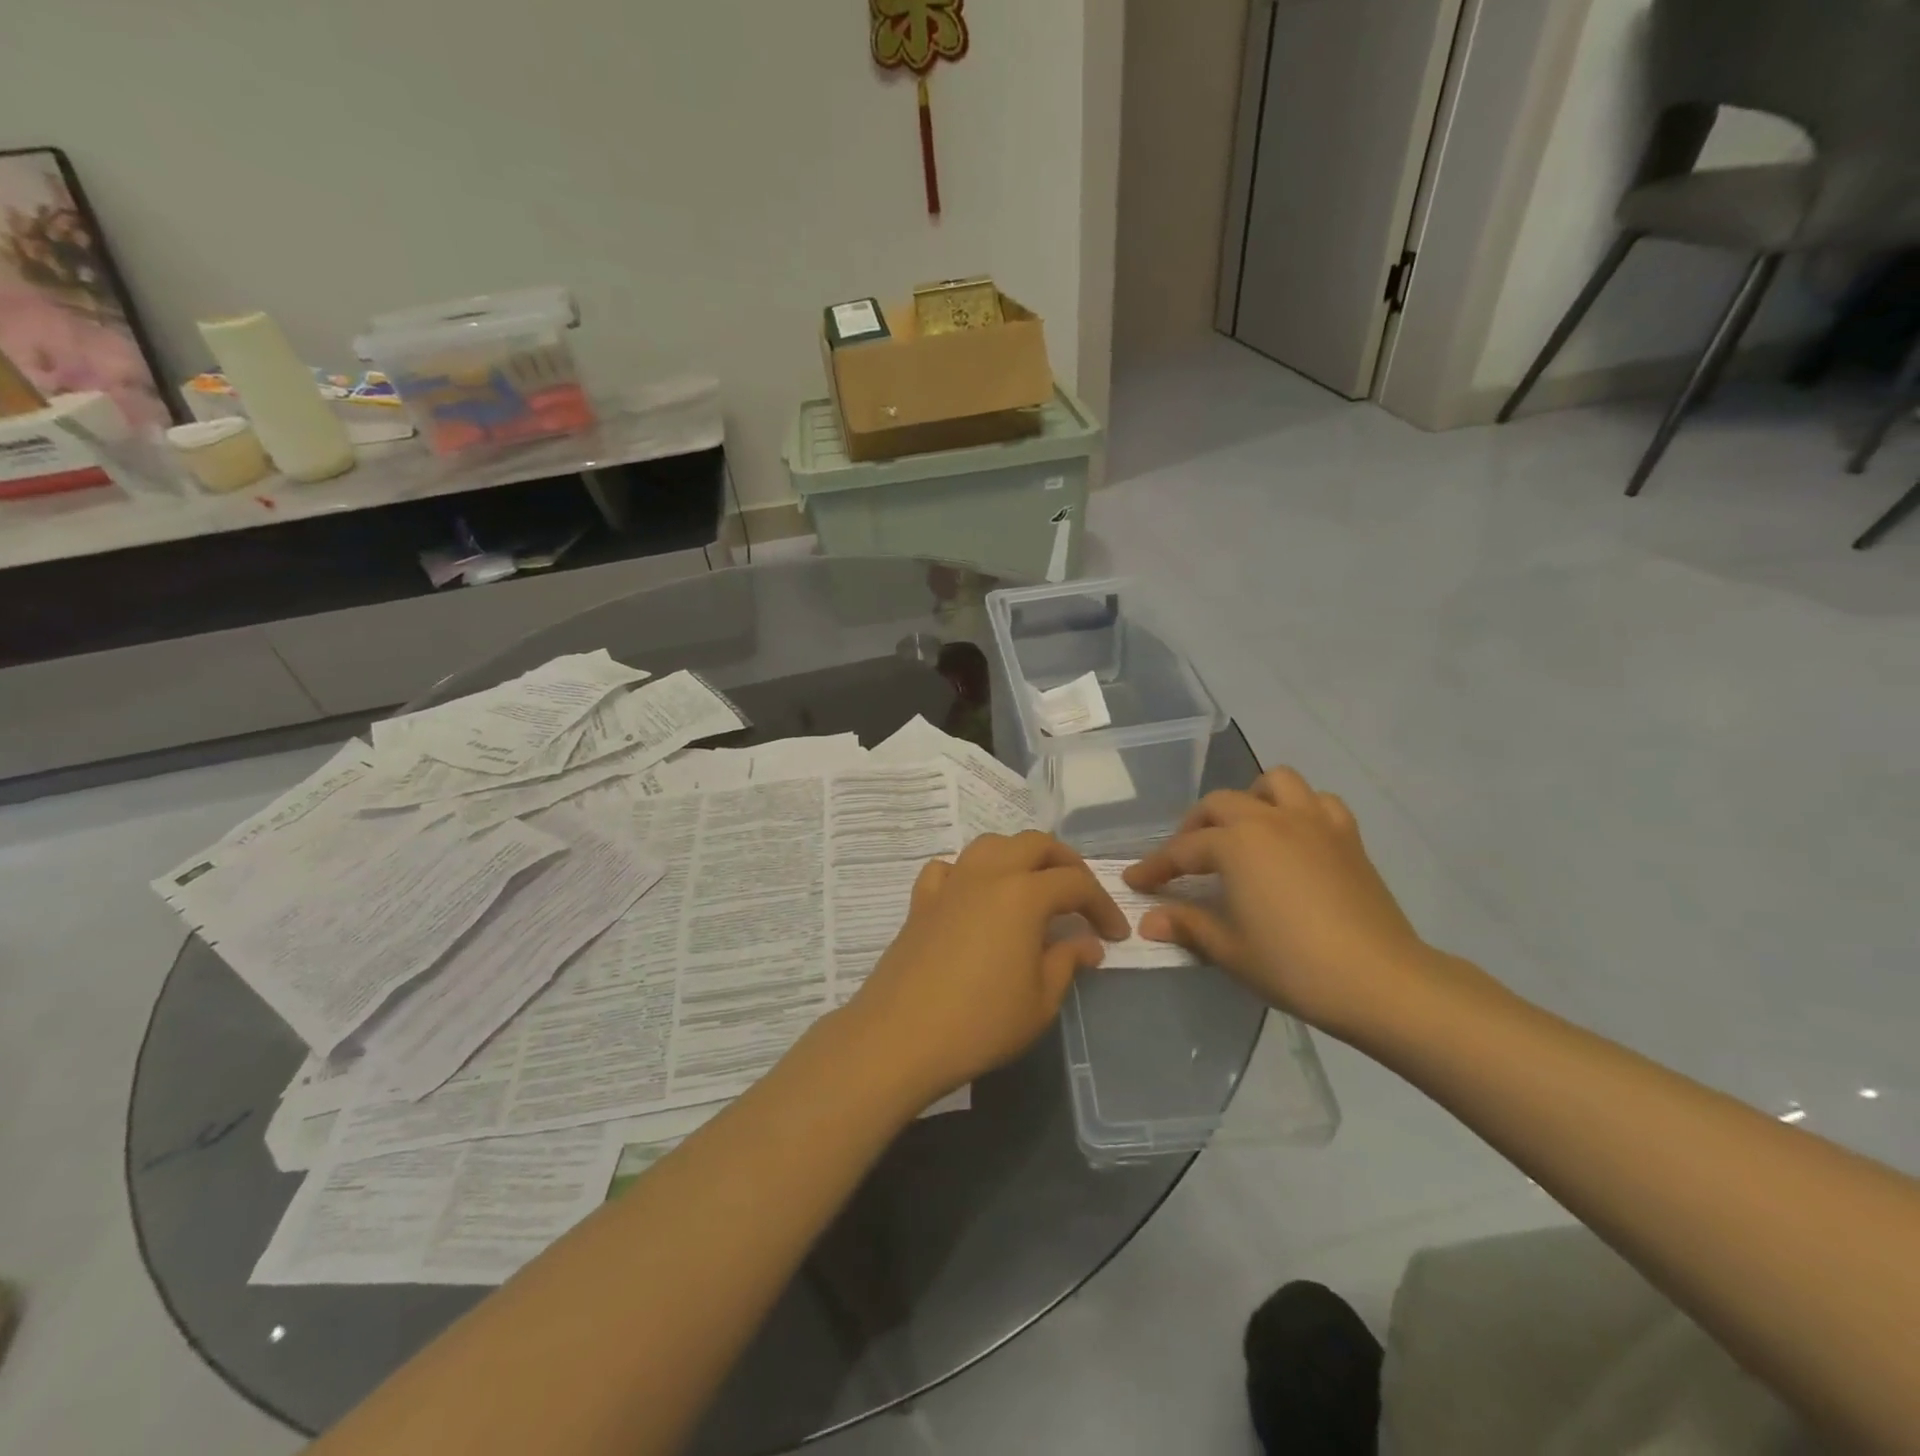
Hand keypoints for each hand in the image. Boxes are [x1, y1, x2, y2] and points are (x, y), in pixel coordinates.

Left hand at [845, 832, 1129, 1104]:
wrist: (901, 1036)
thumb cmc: (981, 1023)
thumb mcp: (1040, 1001)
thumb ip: (1067, 962)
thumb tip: (1087, 944)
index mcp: (1023, 894)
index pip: (1075, 883)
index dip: (1102, 904)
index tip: (1115, 934)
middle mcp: (987, 875)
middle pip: (1034, 844)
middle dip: (1065, 863)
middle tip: (1080, 897)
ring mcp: (950, 884)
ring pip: (990, 845)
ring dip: (1018, 856)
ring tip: (1031, 887)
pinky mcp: (921, 902)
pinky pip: (947, 868)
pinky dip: (968, 872)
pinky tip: (973, 897)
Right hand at [1124, 768, 1433, 1037]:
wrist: (1380, 981)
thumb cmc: (1294, 966)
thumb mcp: (1230, 950)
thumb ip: (1188, 926)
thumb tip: (1148, 920)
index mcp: (1237, 845)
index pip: (1182, 850)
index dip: (1155, 866)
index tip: (1135, 880)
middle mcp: (1270, 820)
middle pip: (1220, 805)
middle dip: (1194, 827)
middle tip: (1185, 859)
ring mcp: (1313, 823)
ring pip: (1274, 783)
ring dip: (1250, 799)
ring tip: (1242, 830)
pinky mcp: (1347, 836)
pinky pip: (1319, 802)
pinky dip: (1300, 808)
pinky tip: (1294, 836)